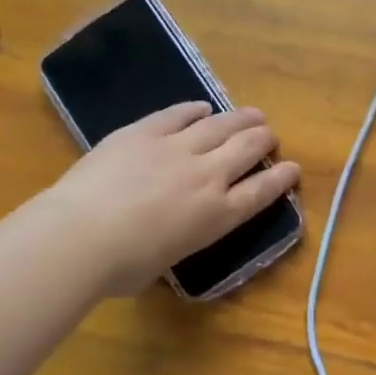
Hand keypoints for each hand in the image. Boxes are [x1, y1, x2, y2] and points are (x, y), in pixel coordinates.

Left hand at [39, 102, 300, 296]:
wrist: (82, 236)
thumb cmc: (123, 267)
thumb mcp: (166, 261)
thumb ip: (179, 239)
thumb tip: (169, 233)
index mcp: (217, 216)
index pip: (260, 192)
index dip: (280, 178)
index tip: (293, 168)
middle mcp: (206, 176)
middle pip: (245, 150)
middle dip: (263, 140)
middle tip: (269, 135)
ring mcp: (176, 149)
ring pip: (218, 126)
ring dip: (239, 119)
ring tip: (253, 114)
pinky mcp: (144, 132)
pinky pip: (176, 115)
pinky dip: (193, 110)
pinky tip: (202, 107)